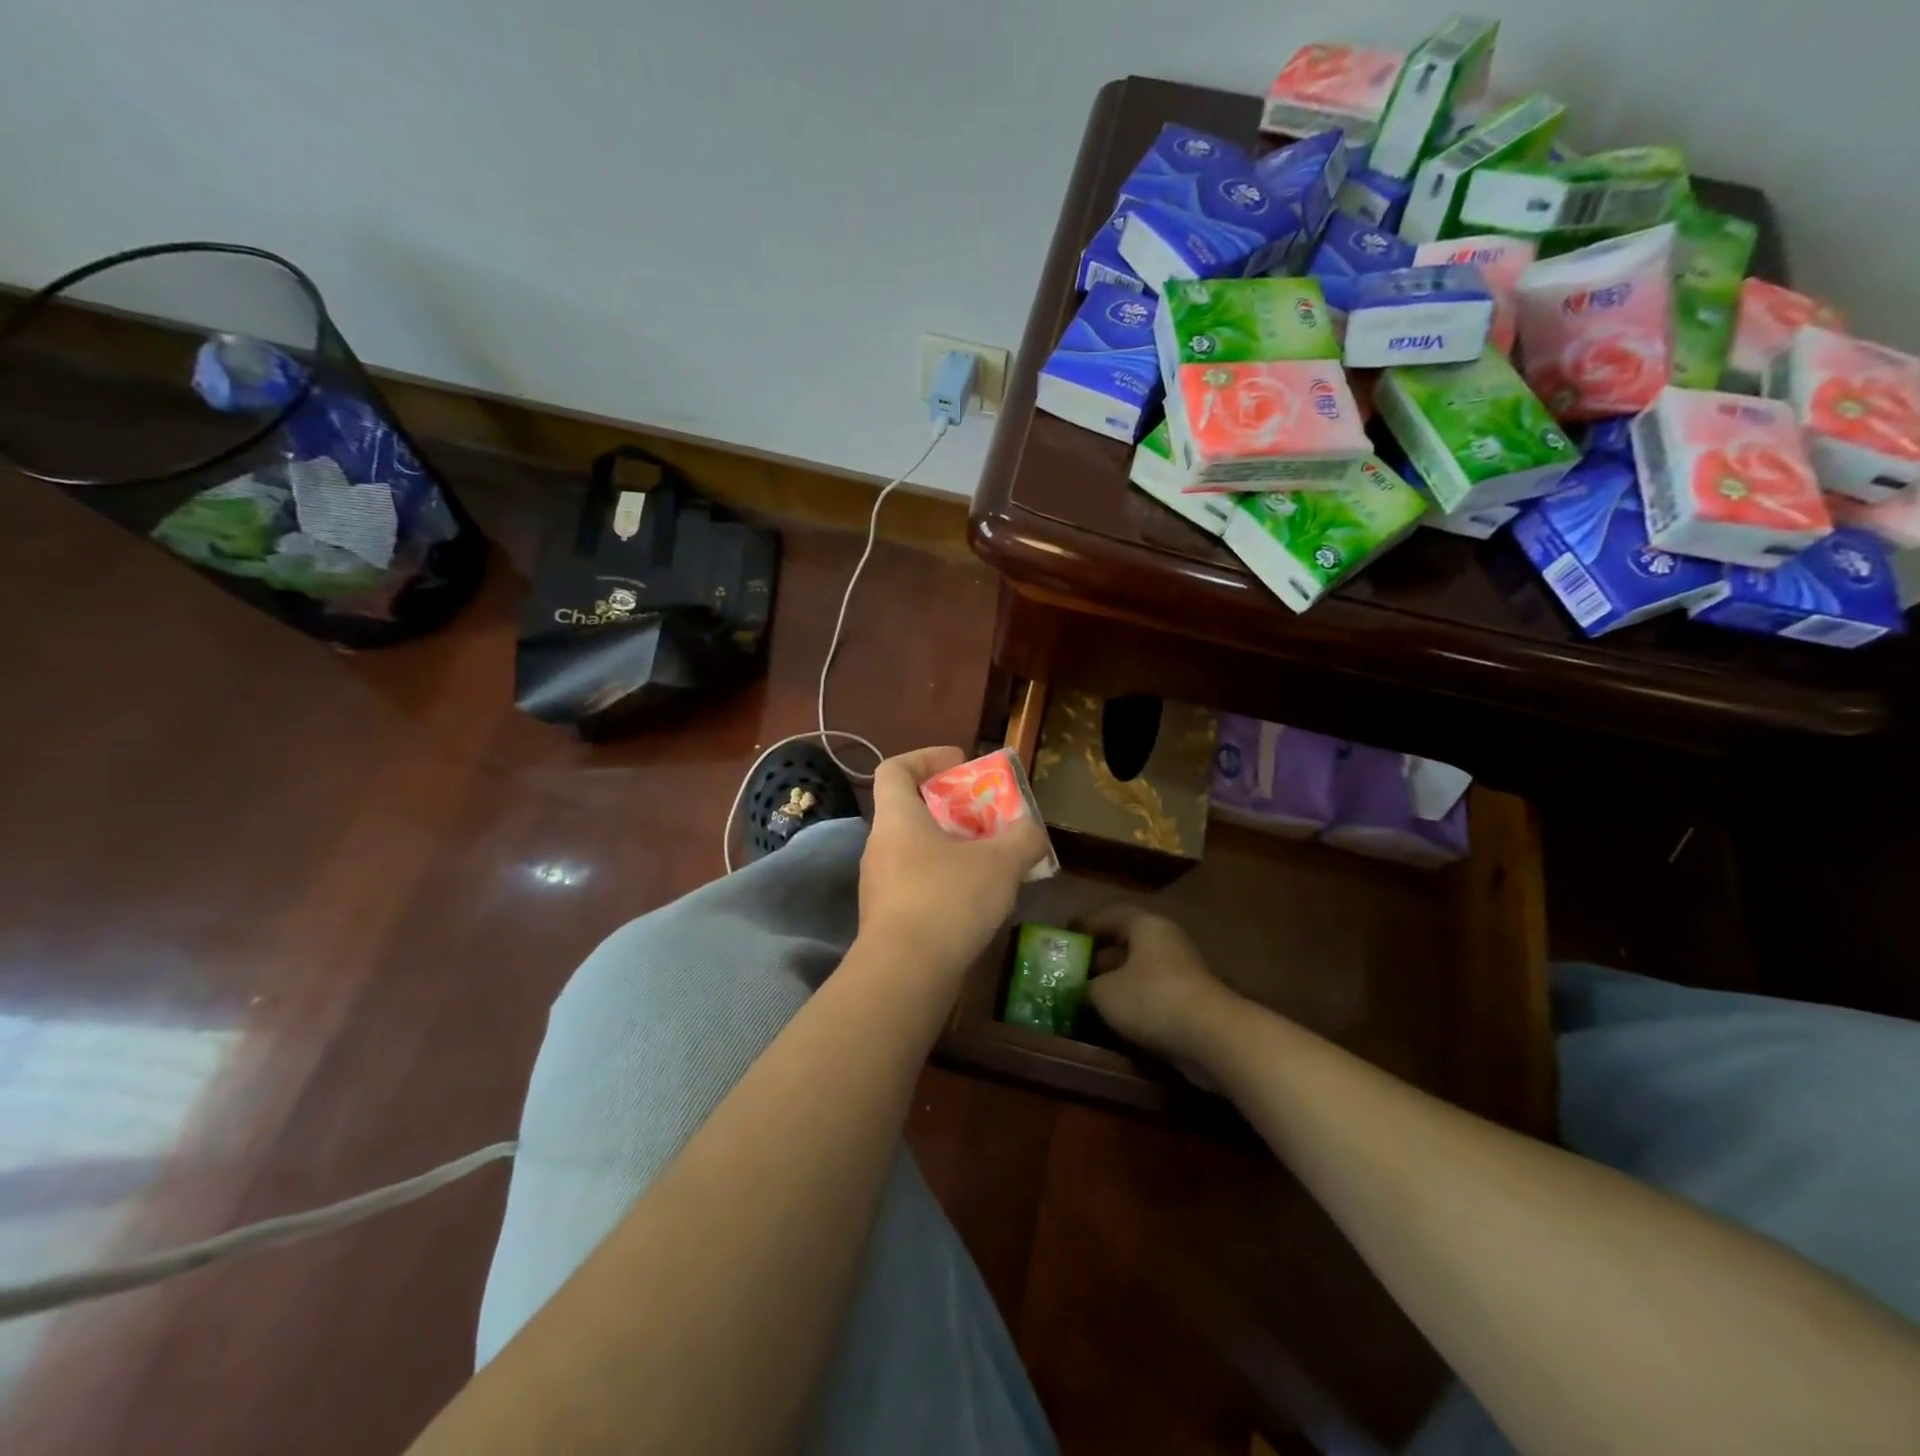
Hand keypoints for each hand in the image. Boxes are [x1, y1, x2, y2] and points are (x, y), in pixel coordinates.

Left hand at [858, 746, 1049, 978]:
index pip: (895, 769)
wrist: (904, 974)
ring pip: (916, 850)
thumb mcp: (999, 863)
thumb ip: (1021, 838)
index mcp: (897, 818)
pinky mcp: (887, 918)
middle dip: (951, 809)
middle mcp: (880, 845)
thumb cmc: (947, 900)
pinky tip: (975, 900)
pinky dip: (945, 880)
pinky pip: (917, 883)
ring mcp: (879, 884)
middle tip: (987, 817)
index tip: (960, 764)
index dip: (926, 758)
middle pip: (910, 810)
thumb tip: (1031, 829)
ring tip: (991, 860)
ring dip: (951, 848)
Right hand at [1083, 904, 1241, 1080]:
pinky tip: (1117, 1017)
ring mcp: (1182, 970)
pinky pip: (1154, 992)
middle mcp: (1166, 940)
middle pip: (1127, 941)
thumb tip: (1085, 987)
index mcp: (1145, 926)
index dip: (1086, 924)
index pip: (1110, 915)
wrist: (1212, 1036)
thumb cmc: (1151, 999)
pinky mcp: (1191, 999)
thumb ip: (1088, 985)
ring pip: (1141, 969)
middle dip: (1100, 955)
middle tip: (1074, 968)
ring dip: (1117, 980)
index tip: (1066, 936)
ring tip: (1090, 995)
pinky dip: (1135, 1000)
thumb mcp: (1104, 992)